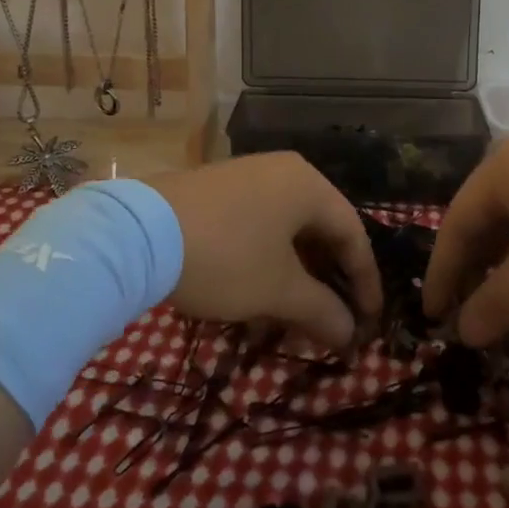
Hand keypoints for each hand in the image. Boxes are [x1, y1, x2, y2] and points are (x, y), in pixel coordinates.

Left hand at [148, 153, 382, 350]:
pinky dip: (266, 263)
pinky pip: (258, 227)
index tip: (369, 322)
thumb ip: (322, 311)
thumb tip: (351, 335)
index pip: (353, 234)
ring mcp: (247, 178)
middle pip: (320, 231)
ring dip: (296, 278)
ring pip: (286, 232)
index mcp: (308, 185)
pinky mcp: (217, 192)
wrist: (139, 234)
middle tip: (332, 323)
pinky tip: (256, 298)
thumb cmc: (227, 257)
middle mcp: (282, 172)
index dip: (365, 282)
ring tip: (292, 320)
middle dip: (328, 283)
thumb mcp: (279, 290)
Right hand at [421, 139, 508, 345]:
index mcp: (499, 169)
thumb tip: (462, 333)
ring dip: (504, 263)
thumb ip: (494, 304)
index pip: (454, 224)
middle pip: (483, 218)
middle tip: (464, 313)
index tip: (432, 317)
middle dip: (472, 269)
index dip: (441, 274)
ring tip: (503, 303)